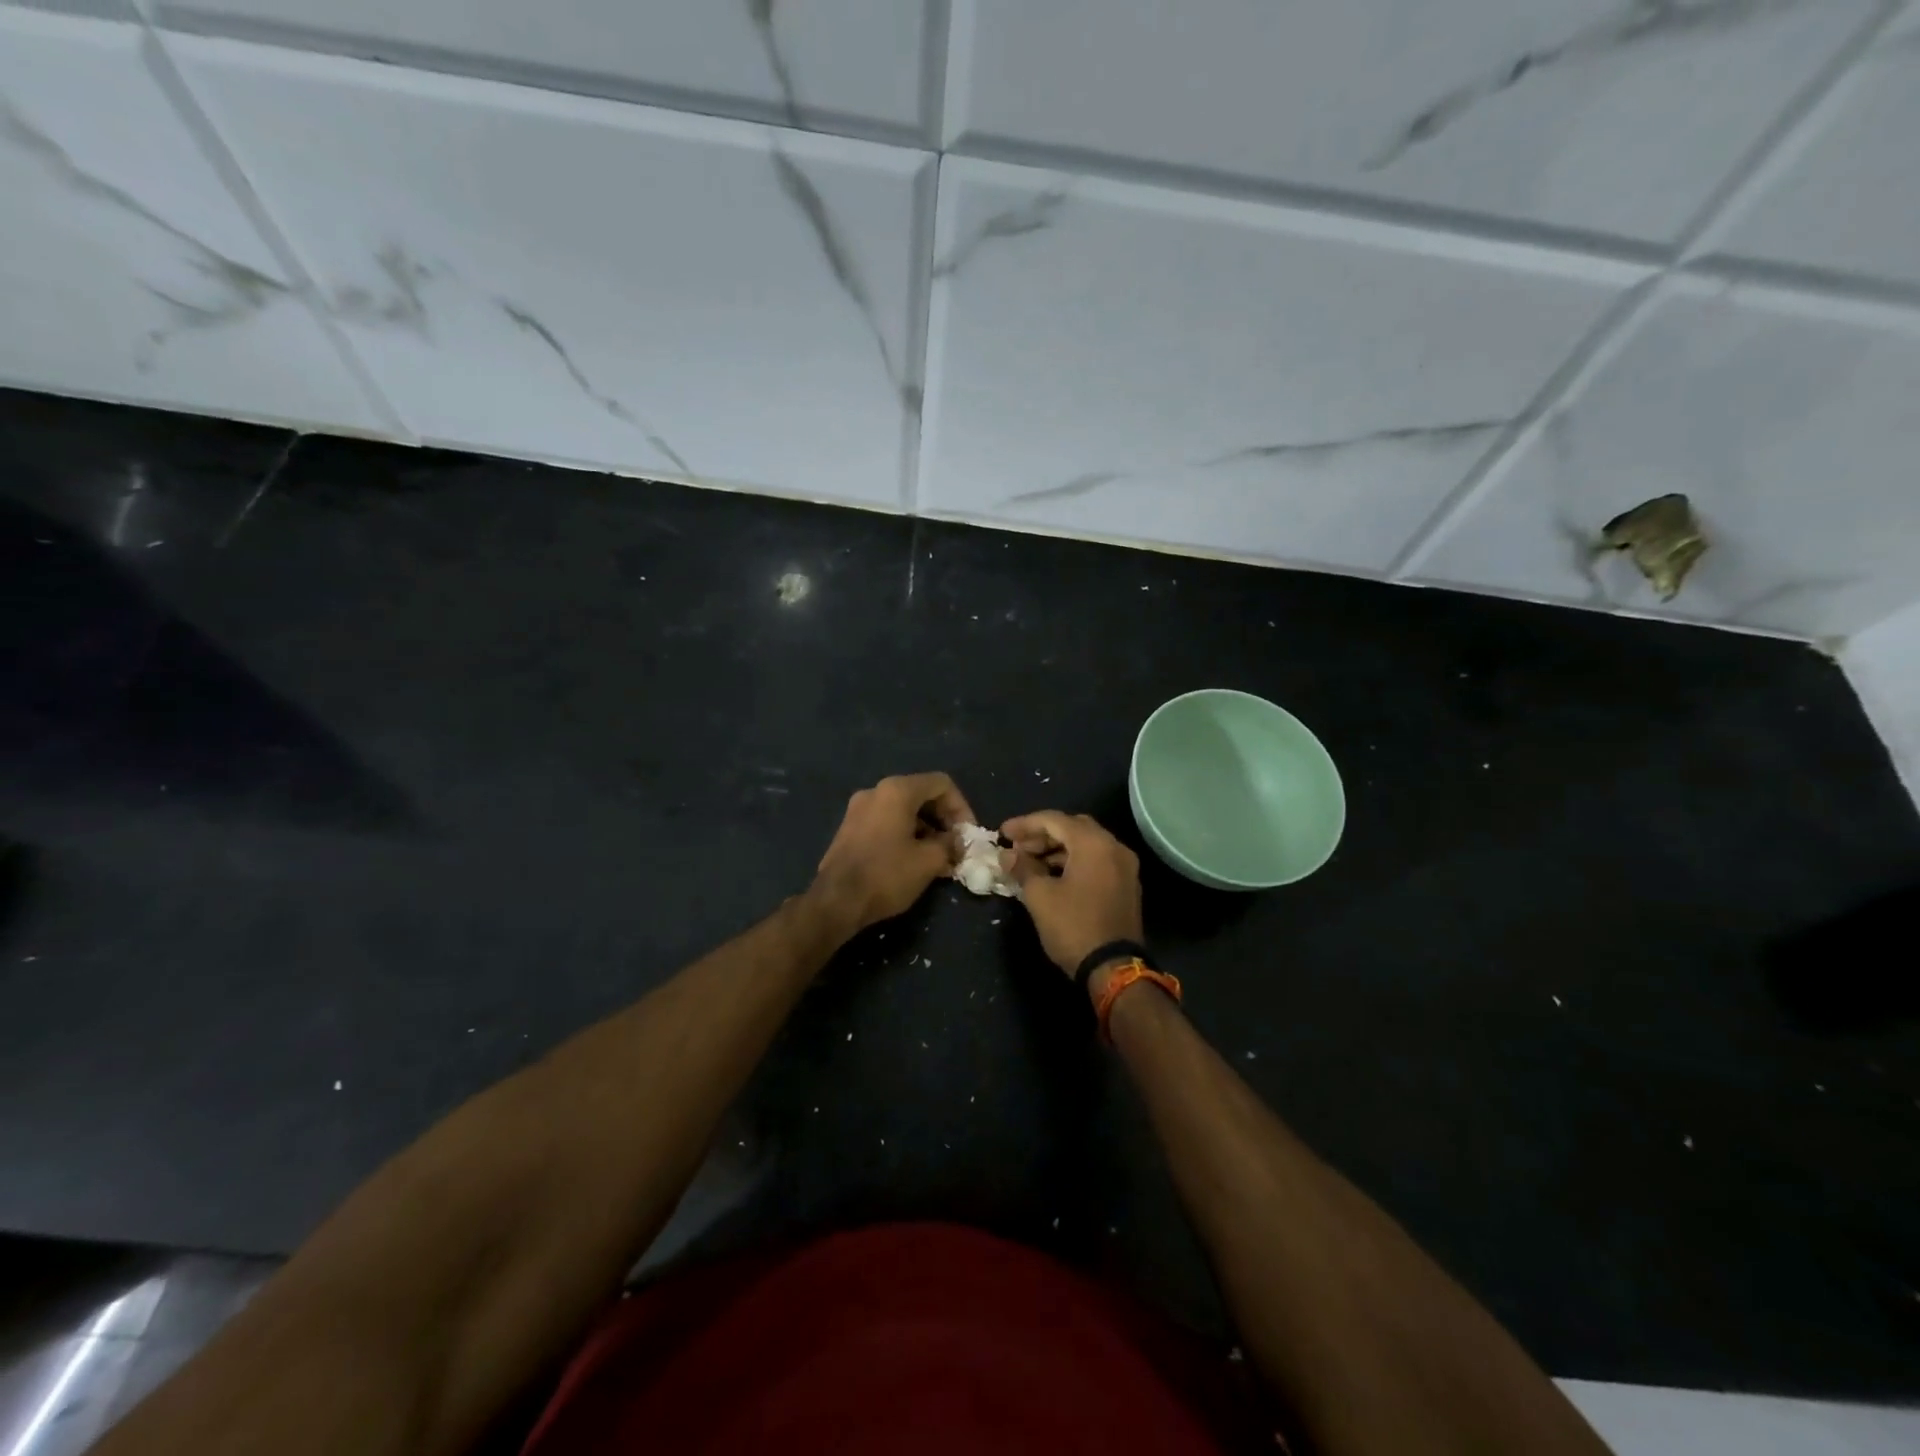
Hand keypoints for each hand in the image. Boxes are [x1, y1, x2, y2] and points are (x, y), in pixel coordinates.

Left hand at [809, 773, 974, 936]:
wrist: (835, 901)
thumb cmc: (886, 875)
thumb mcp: (929, 861)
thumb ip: (951, 844)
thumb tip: (958, 842)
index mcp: (897, 790)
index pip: (941, 784)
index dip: (962, 807)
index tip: (968, 835)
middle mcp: (876, 791)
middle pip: (922, 794)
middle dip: (944, 820)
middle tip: (956, 847)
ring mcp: (859, 809)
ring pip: (904, 810)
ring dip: (927, 830)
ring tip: (939, 858)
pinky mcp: (849, 828)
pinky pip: (887, 822)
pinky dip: (906, 835)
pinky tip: (915, 861)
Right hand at [1001, 811, 1142, 995]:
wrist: (1114, 969)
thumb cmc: (1073, 927)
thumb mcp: (1039, 896)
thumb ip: (1022, 868)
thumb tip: (1008, 855)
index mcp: (1093, 843)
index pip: (1053, 820)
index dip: (1024, 824)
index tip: (1002, 833)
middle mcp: (1114, 847)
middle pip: (1073, 827)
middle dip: (1042, 834)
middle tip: (1017, 847)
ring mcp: (1124, 866)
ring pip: (1086, 844)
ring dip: (1057, 849)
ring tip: (1030, 863)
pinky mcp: (1127, 885)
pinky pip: (1097, 860)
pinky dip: (1074, 861)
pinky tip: (1052, 876)